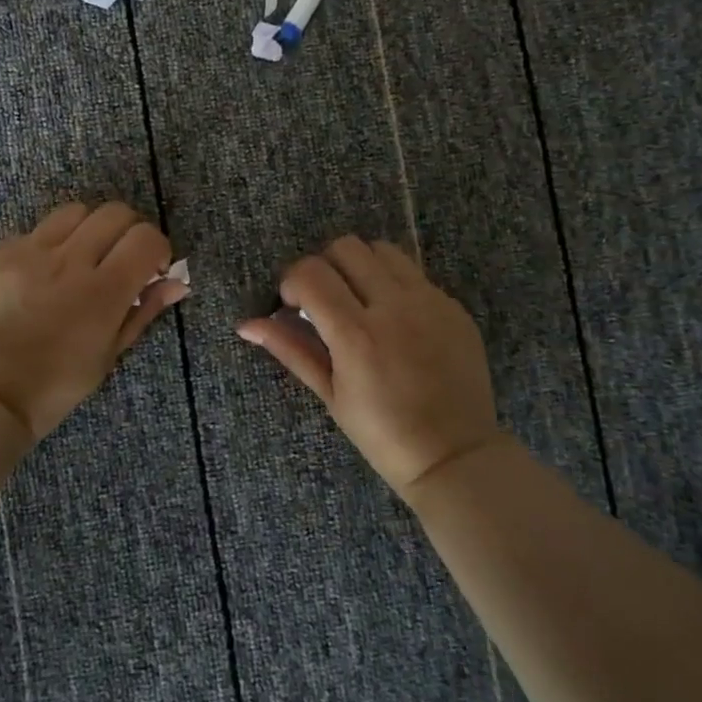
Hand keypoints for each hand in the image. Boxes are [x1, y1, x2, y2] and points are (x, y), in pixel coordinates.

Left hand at [0, 202, 187, 441]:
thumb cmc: (55, 386)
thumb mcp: (108, 355)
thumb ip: (143, 311)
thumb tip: (176, 283)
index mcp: (102, 291)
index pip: (145, 237)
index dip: (157, 248)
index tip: (150, 268)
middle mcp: (66, 260)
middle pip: (114, 212)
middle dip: (127, 231)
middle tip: (119, 259)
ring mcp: (25, 252)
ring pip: (72, 212)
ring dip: (87, 230)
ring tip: (78, 260)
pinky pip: (30, 233)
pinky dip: (44, 248)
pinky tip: (36, 279)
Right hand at [238, 237, 504, 496]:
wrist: (454, 454)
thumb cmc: (382, 433)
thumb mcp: (330, 393)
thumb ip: (290, 349)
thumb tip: (247, 324)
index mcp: (356, 333)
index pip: (310, 273)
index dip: (291, 282)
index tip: (294, 306)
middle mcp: (394, 306)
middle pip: (346, 247)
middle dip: (324, 267)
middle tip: (325, 300)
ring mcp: (430, 302)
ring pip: (382, 250)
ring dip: (360, 266)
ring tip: (359, 300)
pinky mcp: (453, 306)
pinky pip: (415, 274)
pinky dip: (393, 283)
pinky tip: (395, 319)